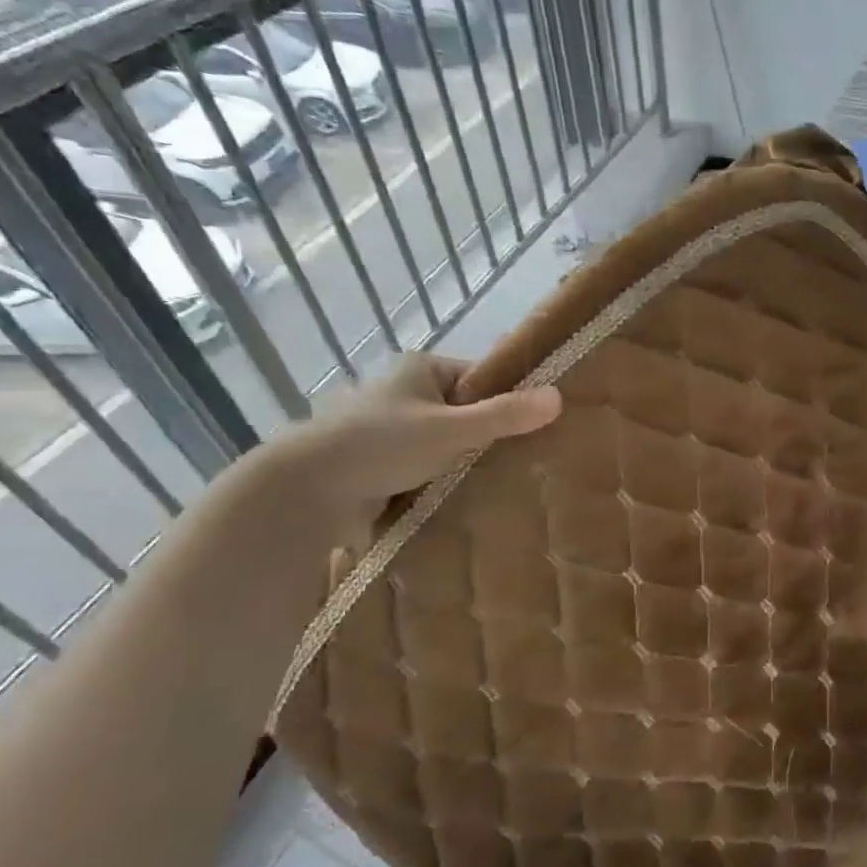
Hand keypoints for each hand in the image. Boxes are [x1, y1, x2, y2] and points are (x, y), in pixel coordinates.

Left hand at [262, 355, 560, 544]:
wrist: (307, 490)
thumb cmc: (382, 445)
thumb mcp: (452, 429)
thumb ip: (504, 415)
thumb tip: (559, 397)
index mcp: (420, 369)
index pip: (479, 377)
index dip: (508, 398)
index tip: (535, 425)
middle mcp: (404, 393)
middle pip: (464, 411)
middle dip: (488, 435)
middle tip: (525, 458)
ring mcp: (389, 429)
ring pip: (445, 443)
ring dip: (464, 461)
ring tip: (502, 482)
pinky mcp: (379, 464)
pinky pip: (425, 467)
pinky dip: (442, 480)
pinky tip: (466, 497)